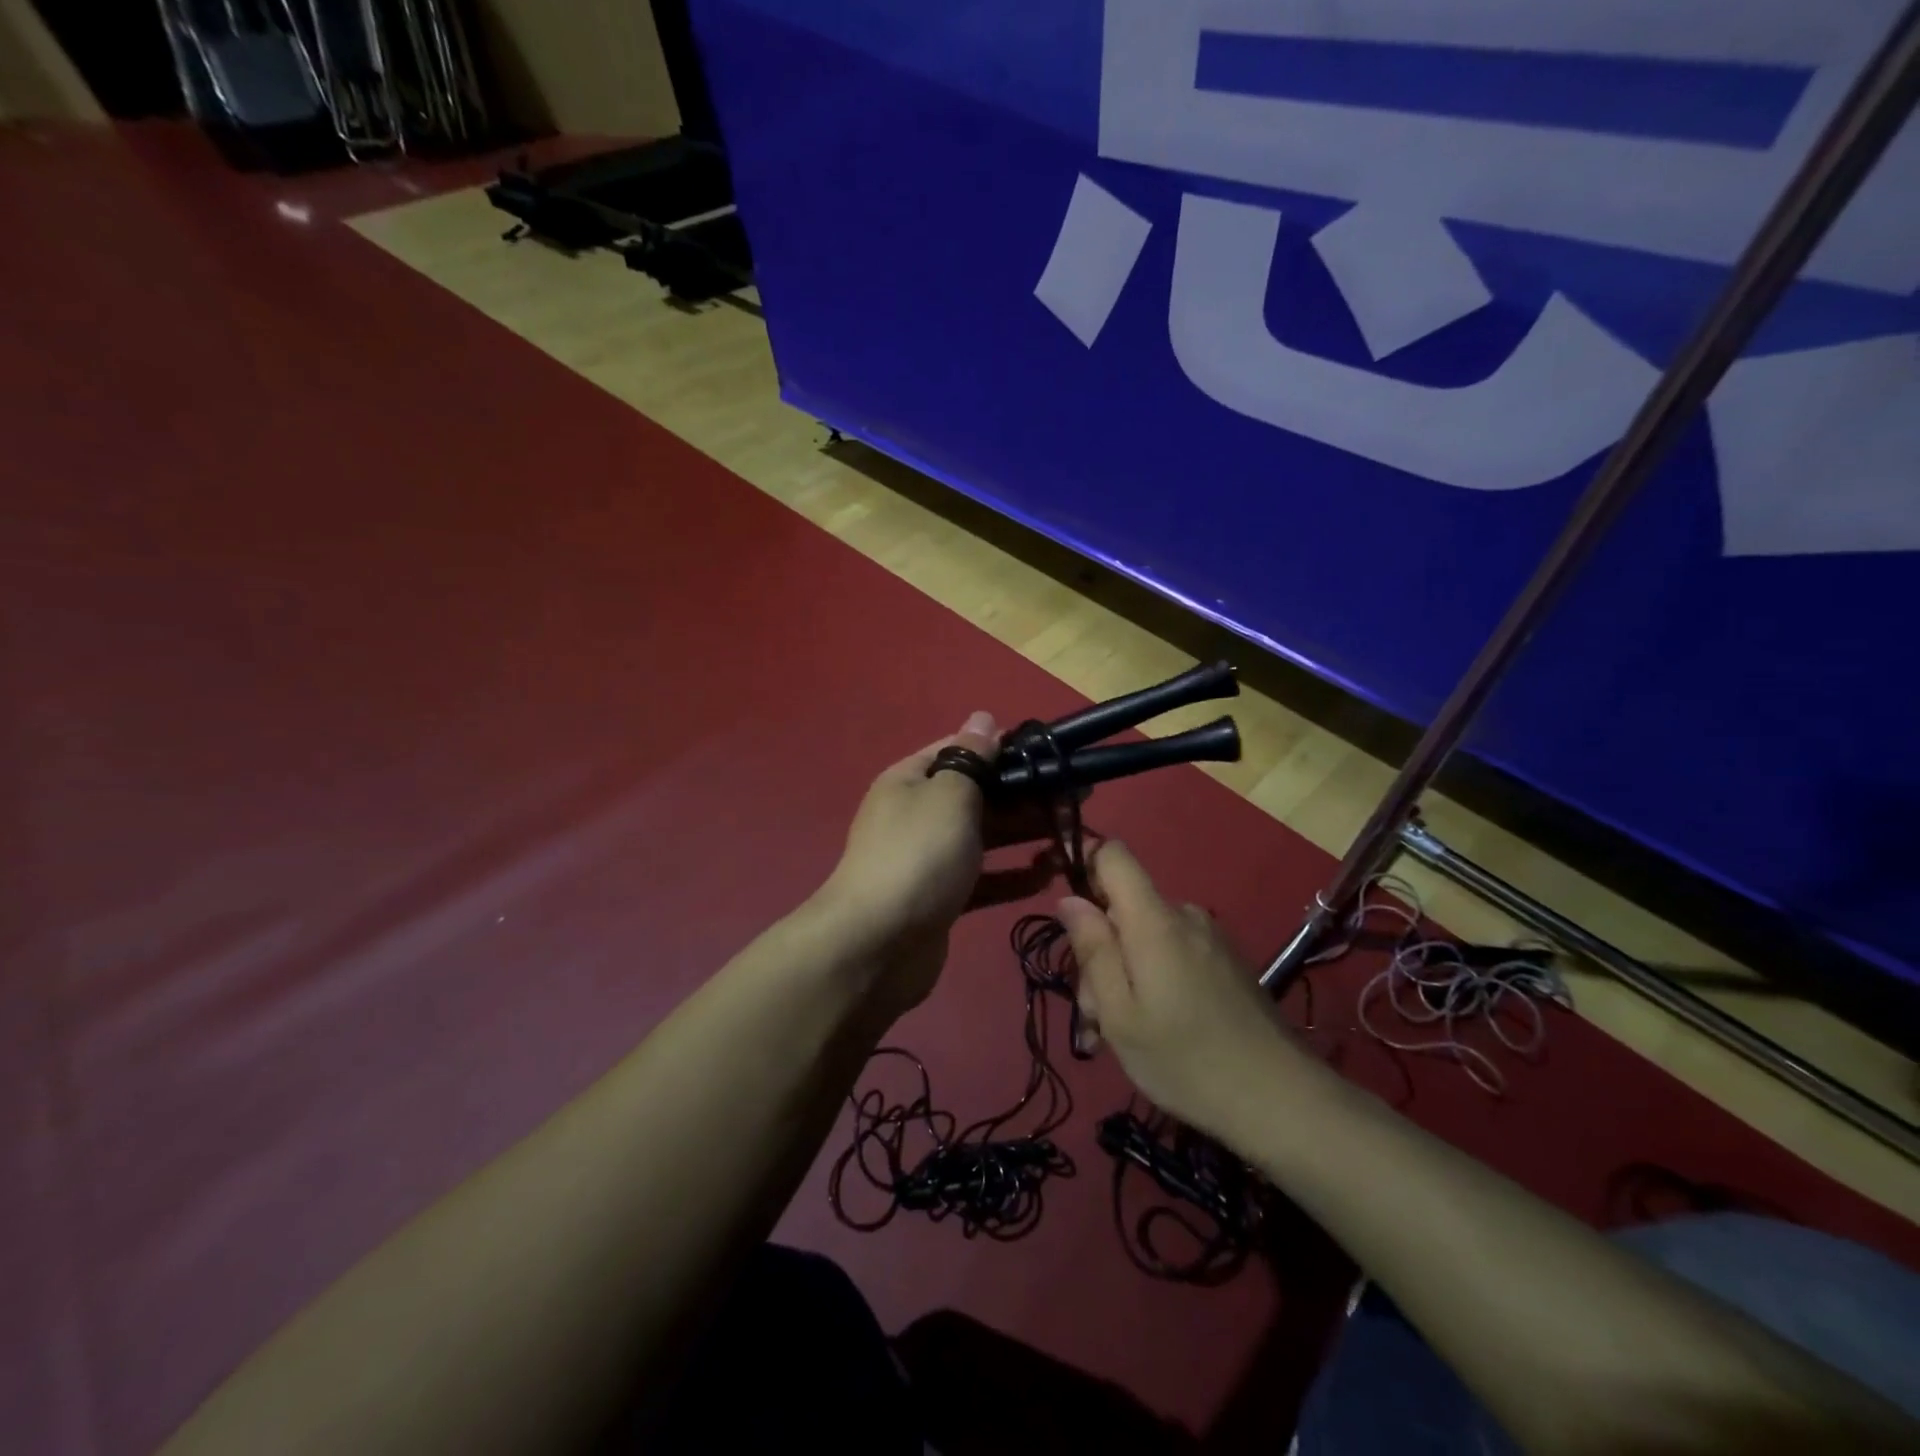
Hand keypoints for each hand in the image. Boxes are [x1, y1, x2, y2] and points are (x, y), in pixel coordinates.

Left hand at [819, 712, 1057, 1015]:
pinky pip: (985, 880)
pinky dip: (1015, 876)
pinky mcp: (943, 900)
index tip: (1050, 758)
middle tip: (1080, 798)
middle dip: (1027, 795)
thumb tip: (983, 717)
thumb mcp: (948, 795)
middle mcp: (919, 815)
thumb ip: (972, 757)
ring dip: (1027, 834)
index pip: (963, 751)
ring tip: (1074, 834)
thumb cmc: (917, 855)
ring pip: (986, 838)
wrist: (876, 946)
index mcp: (913, 780)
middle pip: (981, 796)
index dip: (1006, 750)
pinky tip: (1050, 874)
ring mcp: (930, 860)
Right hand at [1057, 842, 1302, 1137]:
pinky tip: (1159, 1030)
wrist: (1282, 1100)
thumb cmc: (1186, 1060)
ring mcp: (1210, 937)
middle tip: (1096, 1015)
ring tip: (1124, 1033)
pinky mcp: (1227, 961)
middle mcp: (1185, 915)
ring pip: (1146, 935)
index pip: (1113, 855)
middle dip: (1101, 950)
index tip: (1069, 915)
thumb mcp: (1120, 1014)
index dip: (1084, 866)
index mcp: (1154, 920)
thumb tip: (1069, 899)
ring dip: (1126, 973)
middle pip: (1124, 906)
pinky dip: (1154, 979)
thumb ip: (1092, 949)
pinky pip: (1173, 952)